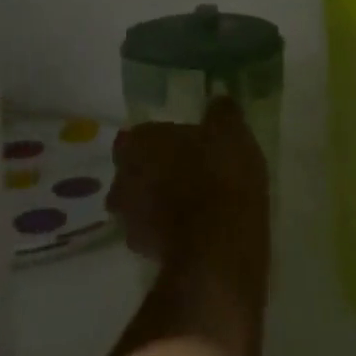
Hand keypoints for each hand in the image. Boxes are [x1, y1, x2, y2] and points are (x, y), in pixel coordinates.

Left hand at [108, 97, 269, 285]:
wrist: (219, 247)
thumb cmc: (220, 176)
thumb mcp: (232, 132)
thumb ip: (222, 113)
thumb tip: (219, 100)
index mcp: (138, 144)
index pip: (134, 136)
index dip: (155, 140)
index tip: (177, 144)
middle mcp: (123, 180)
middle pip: (131, 172)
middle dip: (150, 172)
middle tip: (182, 172)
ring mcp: (129, 220)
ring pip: (138, 205)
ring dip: (157, 204)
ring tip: (191, 204)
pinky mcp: (144, 254)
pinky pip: (154, 235)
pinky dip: (168, 232)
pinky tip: (194, 231)